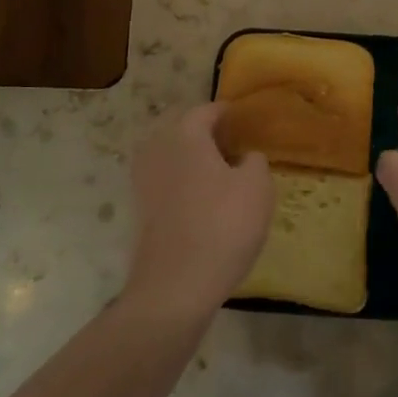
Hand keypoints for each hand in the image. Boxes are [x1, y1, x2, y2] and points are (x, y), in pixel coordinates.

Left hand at [125, 104, 272, 317]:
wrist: (176, 286)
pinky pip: (165, 180)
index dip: (228, 113)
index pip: (207, 110)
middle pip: (183, 129)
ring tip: (221, 172)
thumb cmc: (223, 226)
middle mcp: (157, 149)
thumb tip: (244, 157)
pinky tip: (204, 198)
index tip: (246, 121)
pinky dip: (182, 180)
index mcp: (184, 134)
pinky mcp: (140, 209)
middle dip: (207, 133)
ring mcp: (143, 180)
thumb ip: (254, 161)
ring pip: (171, 155)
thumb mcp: (257, 187)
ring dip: (193, 157)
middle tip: (234, 145)